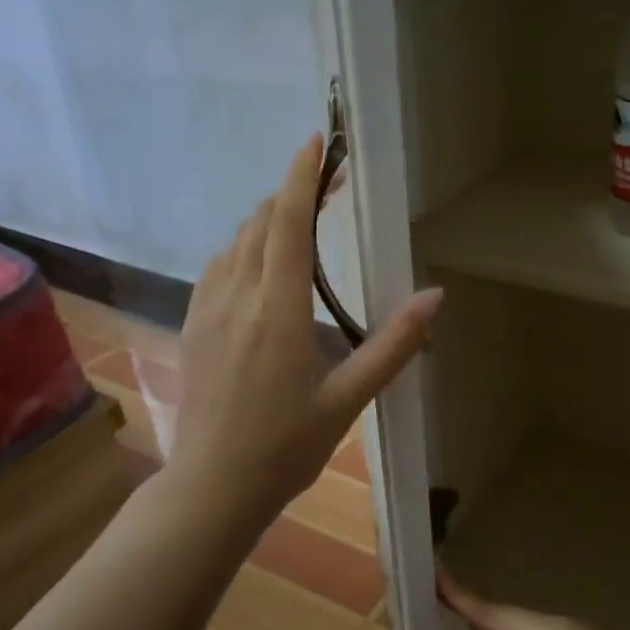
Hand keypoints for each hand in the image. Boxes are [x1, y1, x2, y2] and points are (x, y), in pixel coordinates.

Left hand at [163, 134, 440, 531]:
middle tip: (327, 180)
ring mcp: (208, 311)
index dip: (301, 178)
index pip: (287, 225)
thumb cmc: (287, 446)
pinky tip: (259, 262)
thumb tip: (435, 296)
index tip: (317, 143)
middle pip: (260, 224)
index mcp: (278, 311)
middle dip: (291, 192)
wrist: (213, 486)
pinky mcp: (194, 327)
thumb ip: (393, 344)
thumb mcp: (350, 398)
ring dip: (266, 219)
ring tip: (299, 217)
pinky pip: (218, 267)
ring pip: (235, 242)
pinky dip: (243, 246)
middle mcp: (237, 298)